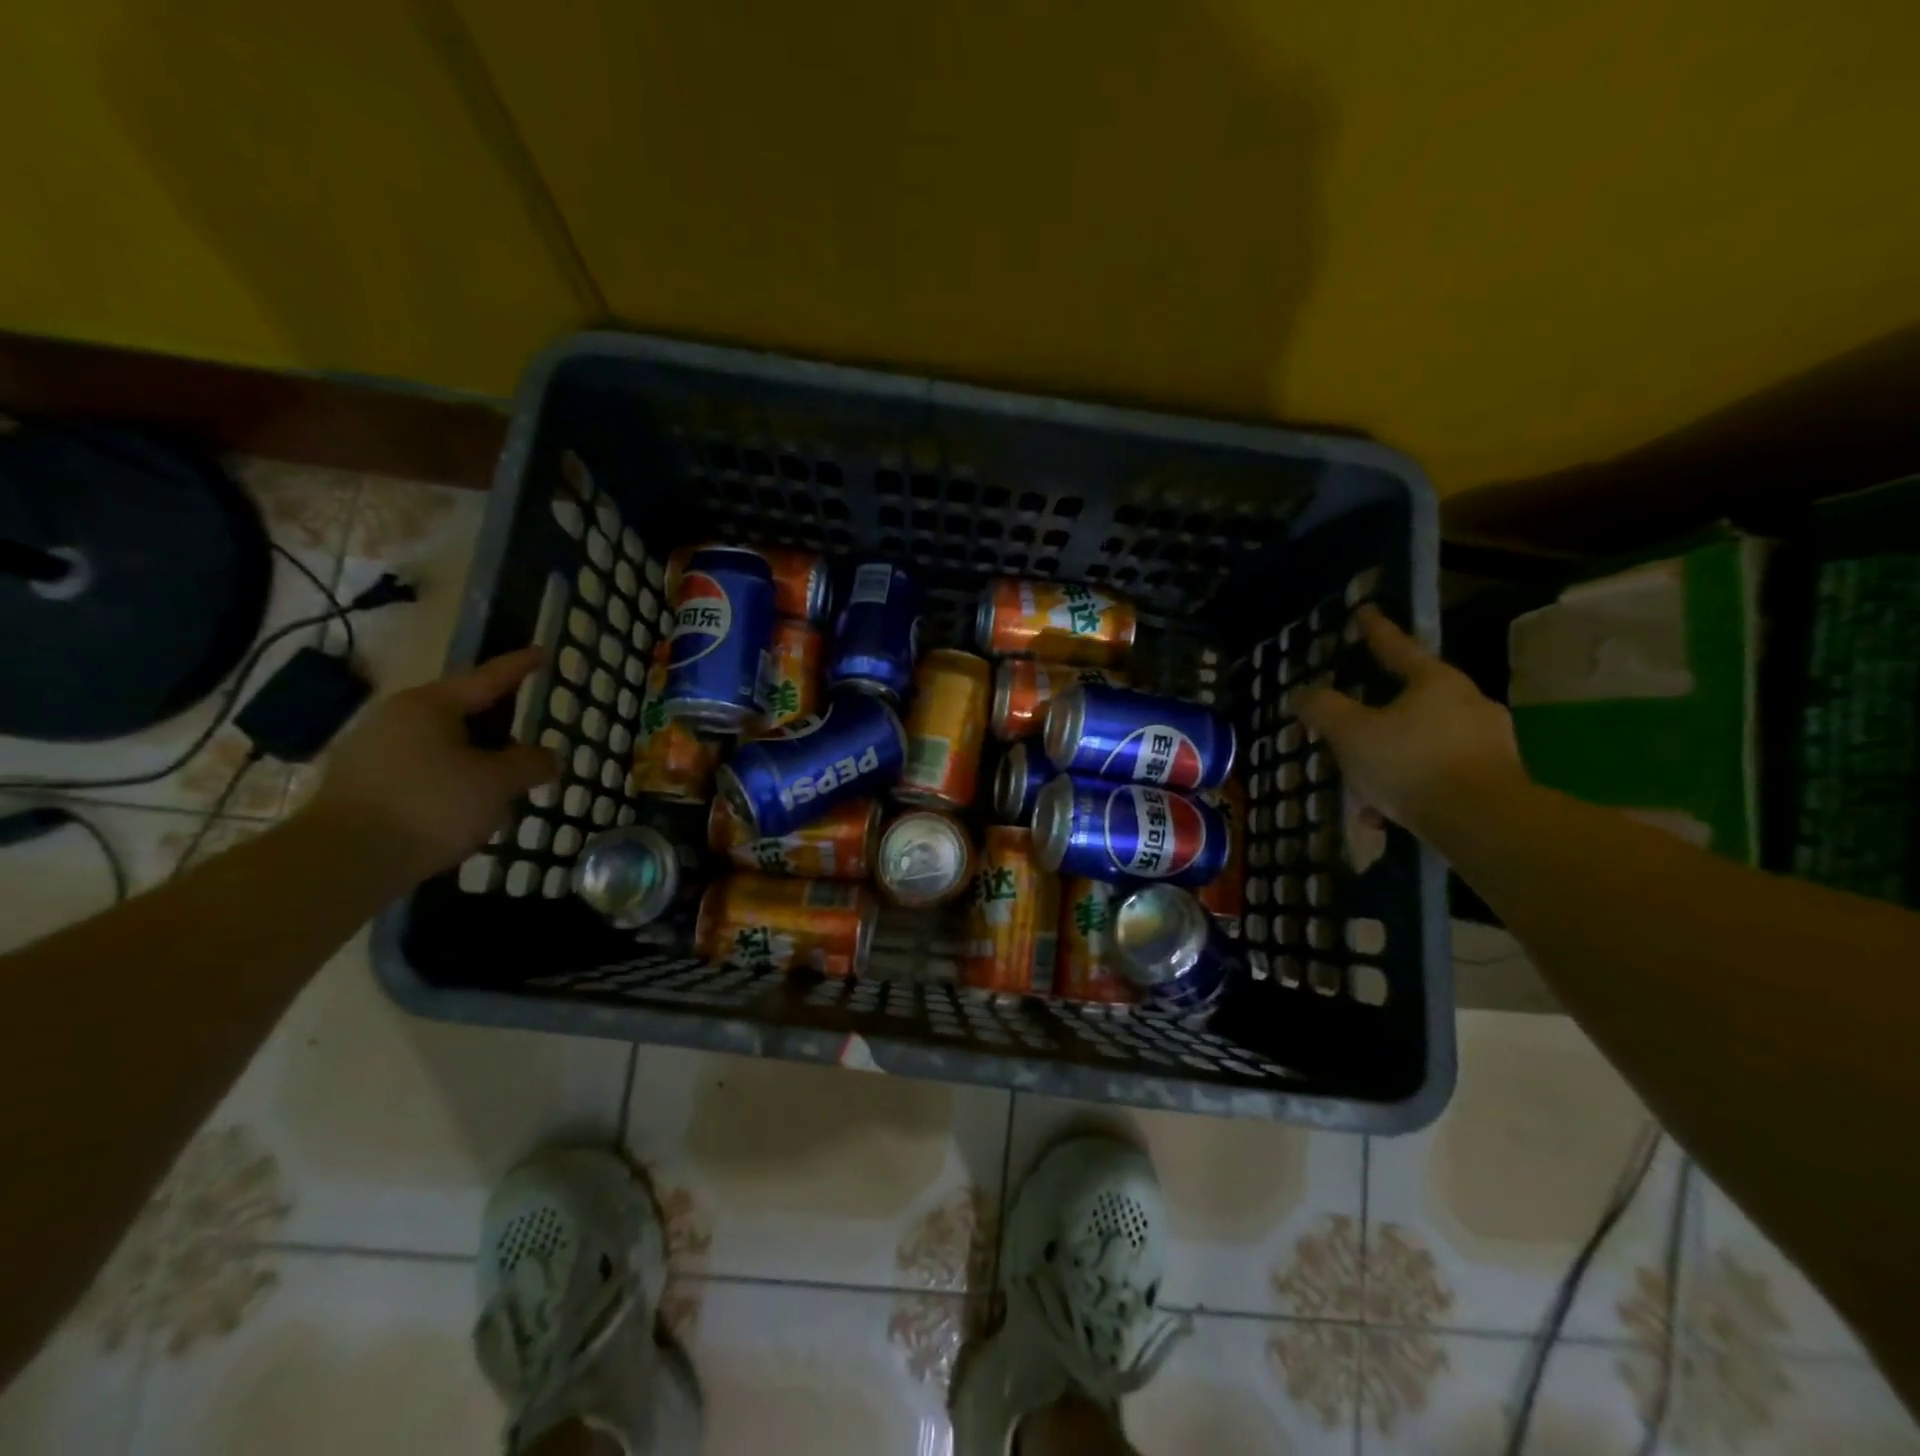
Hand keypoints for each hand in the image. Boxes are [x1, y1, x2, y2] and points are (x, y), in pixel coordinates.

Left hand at [304, 648, 558, 884]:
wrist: (342, 860)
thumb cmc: (430, 806)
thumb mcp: (497, 784)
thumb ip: (531, 764)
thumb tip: (550, 757)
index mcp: (431, 705)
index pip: (488, 678)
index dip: (519, 667)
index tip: (541, 653)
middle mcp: (397, 717)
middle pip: (461, 710)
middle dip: (497, 720)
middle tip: (528, 726)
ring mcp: (372, 750)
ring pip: (441, 743)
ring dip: (475, 755)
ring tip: (504, 777)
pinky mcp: (361, 785)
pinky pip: (421, 769)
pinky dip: (450, 779)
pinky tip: (467, 804)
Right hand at [1296, 606, 1526, 839]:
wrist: (1484, 822)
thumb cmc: (1411, 763)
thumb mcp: (1351, 733)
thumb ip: (1324, 709)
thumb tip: (1304, 693)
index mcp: (1435, 682)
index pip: (1398, 648)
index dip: (1376, 631)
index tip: (1365, 612)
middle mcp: (1468, 703)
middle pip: (1412, 699)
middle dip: (1378, 714)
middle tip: (1351, 726)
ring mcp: (1488, 742)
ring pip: (1423, 742)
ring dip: (1390, 761)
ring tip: (1363, 789)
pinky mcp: (1496, 779)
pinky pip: (1438, 775)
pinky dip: (1409, 788)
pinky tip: (1385, 815)